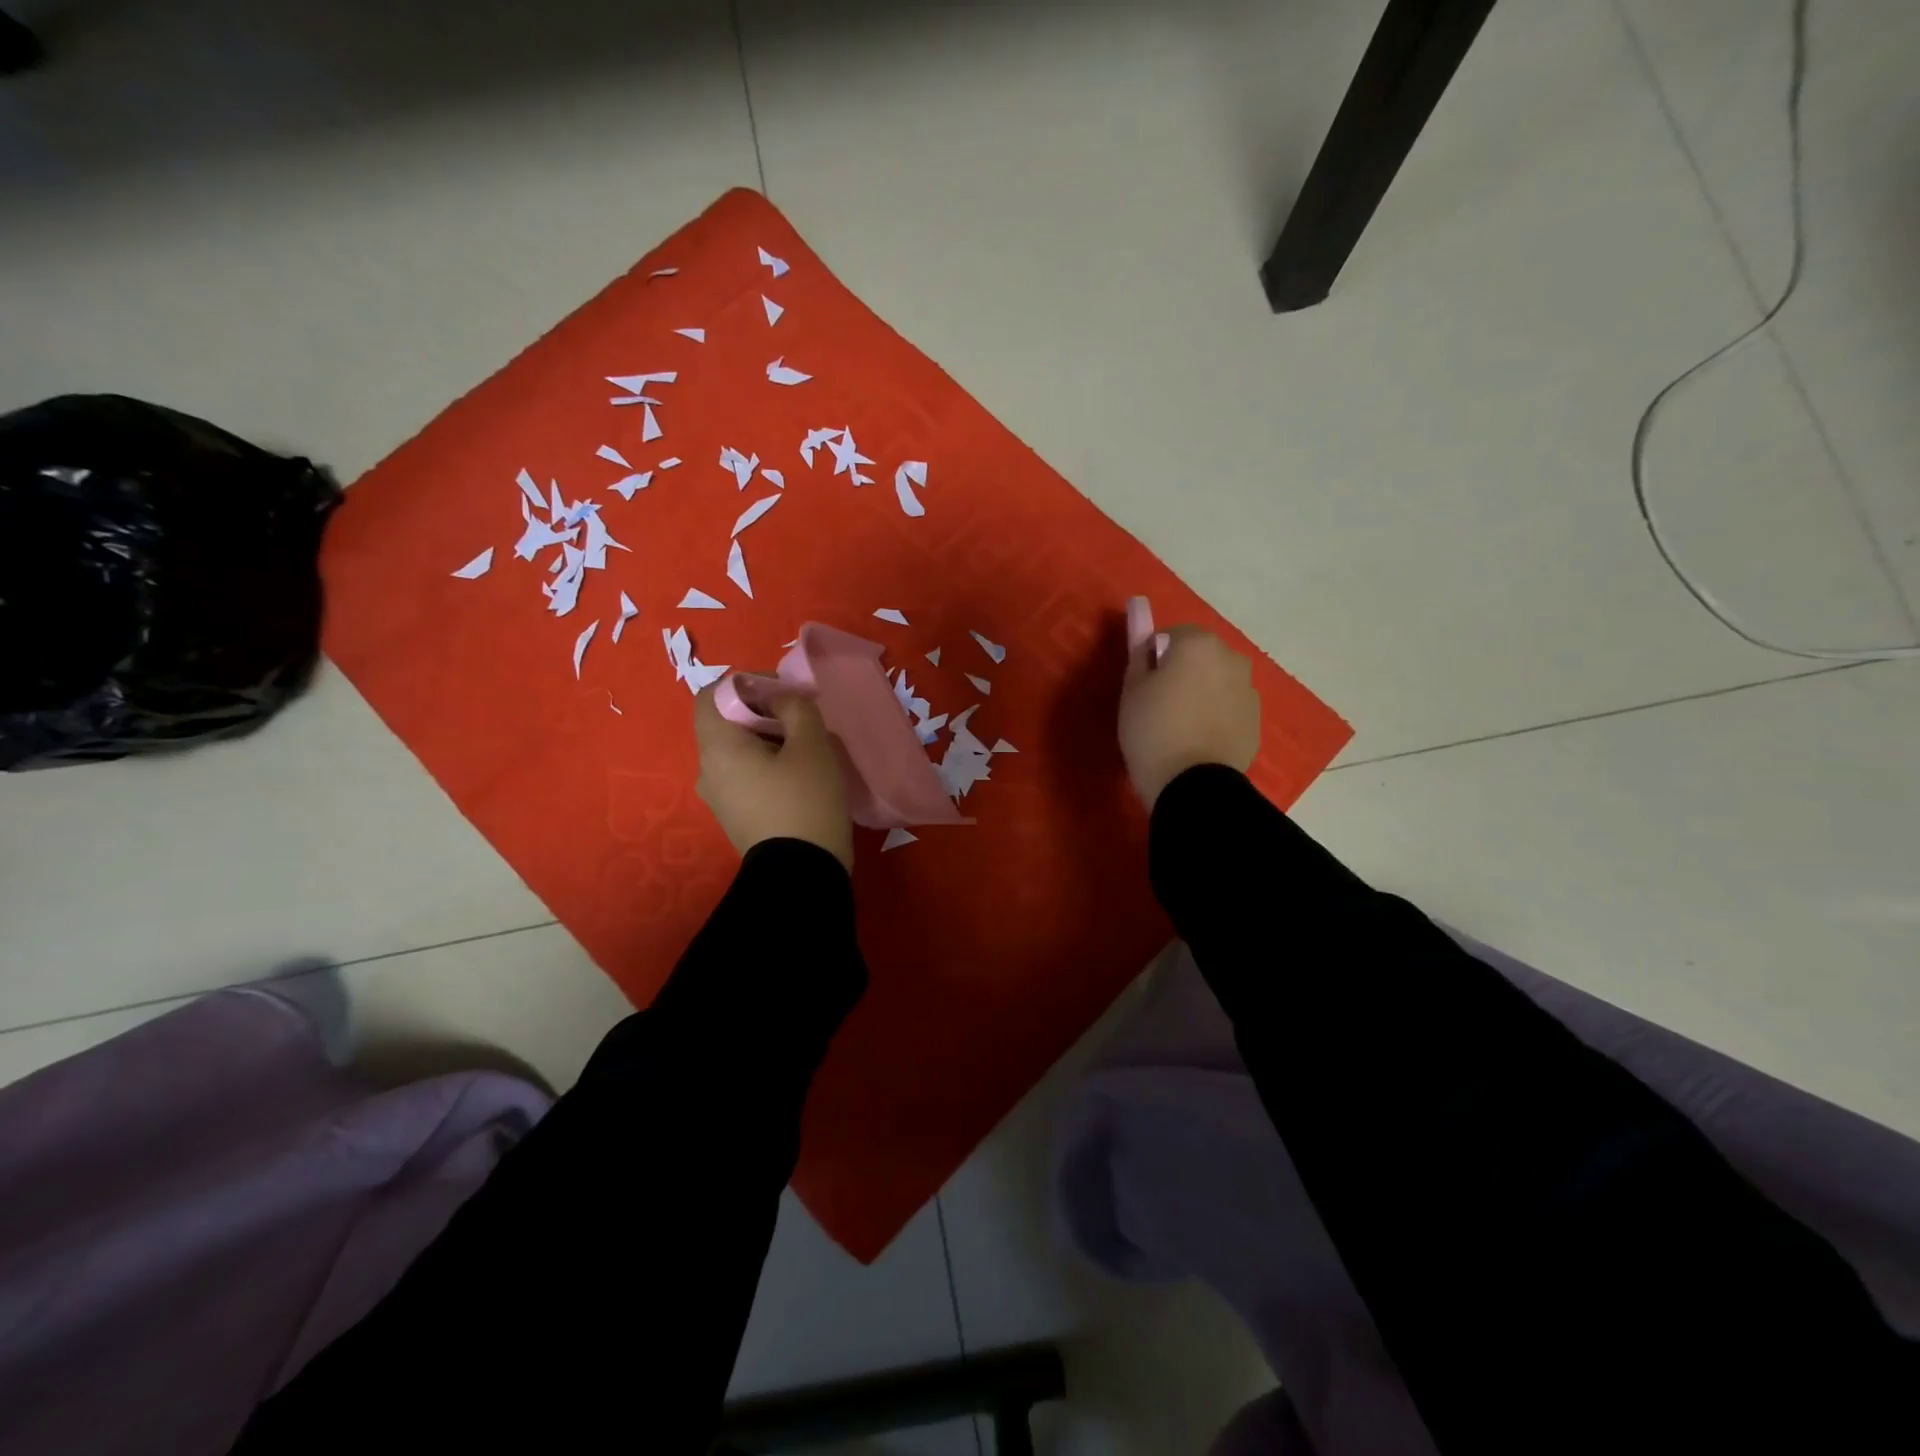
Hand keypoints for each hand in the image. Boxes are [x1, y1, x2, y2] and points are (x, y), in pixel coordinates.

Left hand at [695, 686, 853, 868]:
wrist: (802, 874)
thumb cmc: (805, 800)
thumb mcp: (811, 744)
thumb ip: (795, 707)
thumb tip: (780, 699)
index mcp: (717, 747)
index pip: (711, 694)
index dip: (745, 683)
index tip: (782, 692)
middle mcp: (707, 770)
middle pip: (726, 723)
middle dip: (763, 712)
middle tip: (802, 719)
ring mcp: (718, 798)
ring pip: (738, 752)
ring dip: (768, 740)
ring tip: (807, 749)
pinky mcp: (735, 817)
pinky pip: (745, 777)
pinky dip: (767, 766)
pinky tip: (800, 777)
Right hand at [1117, 626, 1260, 808]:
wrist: (1192, 785)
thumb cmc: (1152, 730)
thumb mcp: (1132, 688)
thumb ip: (1138, 647)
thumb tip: (1139, 610)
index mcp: (1199, 644)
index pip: (1171, 635)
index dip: (1154, 658)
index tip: (1142, 685)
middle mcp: (1231, 658)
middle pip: (1199, 656)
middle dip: (1183, 671)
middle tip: (1158, 705)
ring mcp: (1248, 691)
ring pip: (1217, 682)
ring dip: (1202, 693)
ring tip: (1180, 727)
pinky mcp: (1256, 721)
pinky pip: (1229, 708)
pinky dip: (1216, 716)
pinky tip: (1198, 741)